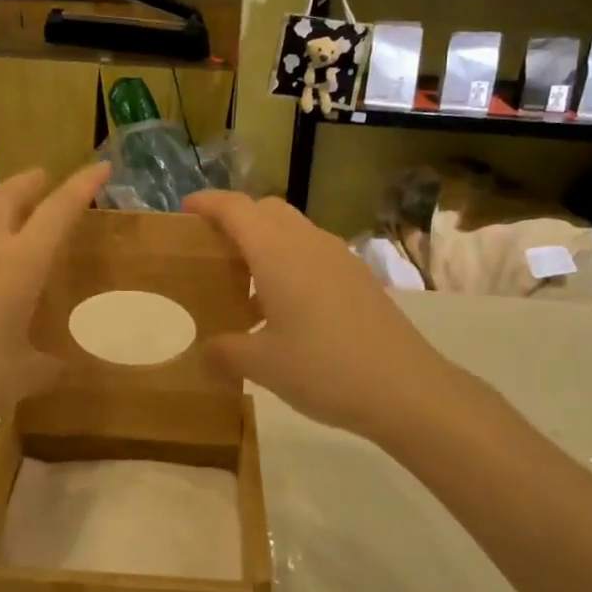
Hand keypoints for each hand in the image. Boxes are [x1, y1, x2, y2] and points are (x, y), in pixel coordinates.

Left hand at [0, 163, 110, 448]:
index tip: (100, 167)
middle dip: (29, 182)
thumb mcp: (24, 378)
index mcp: (18, 265)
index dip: (82, 185)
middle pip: (6, 195)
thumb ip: (51, 367)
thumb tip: (65, 368)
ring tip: (5, 238)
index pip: (58, 211)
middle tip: (42, 179)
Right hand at [183, 190, 455, 438]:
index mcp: (277, 253)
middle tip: (214, 247)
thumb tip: (204, 353)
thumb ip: (225, 353)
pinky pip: (315, 253)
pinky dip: (291, 262)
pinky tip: (287, 306)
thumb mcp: (262, 365)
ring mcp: (340, 258)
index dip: (208, 204)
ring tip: (247, 282)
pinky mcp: (359, 278)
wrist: (405, 388)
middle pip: (267, 210)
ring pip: (294, 230)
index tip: (186, 210)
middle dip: (238, 218)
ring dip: (267, 241)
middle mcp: (308, 243)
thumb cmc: (323, 368)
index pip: (236, 209)